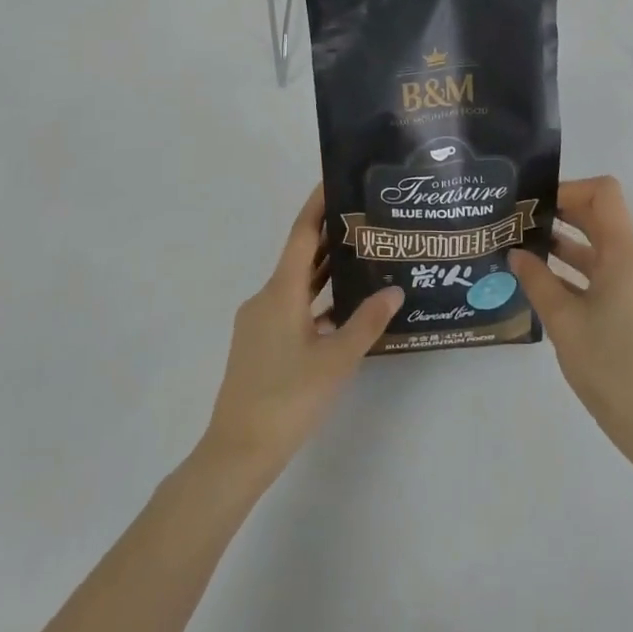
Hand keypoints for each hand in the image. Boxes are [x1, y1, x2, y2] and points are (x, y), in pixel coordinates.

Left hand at [200, 184, 402, 482]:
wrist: (238, 451)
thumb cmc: (288, 399)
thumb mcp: (336, 360)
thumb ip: (366, 322)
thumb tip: (395, 289)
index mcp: (281, 291)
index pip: (302, 234)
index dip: (318, 205)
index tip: (335, 180)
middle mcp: (266, 297)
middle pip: (300, 256)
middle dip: (329, 237)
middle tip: (365, 220)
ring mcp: (259, 321)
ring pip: (296, 284)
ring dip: (324, 271)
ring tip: (360, 258)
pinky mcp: (258, 343)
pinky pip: (291, 307)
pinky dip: (315, 300)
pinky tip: (340, 311)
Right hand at [508, 176, 632, 453]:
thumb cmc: (610, 367)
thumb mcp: (563, 322)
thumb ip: (537, 280)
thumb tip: (517, 253)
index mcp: (625, 256)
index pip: (604, 193)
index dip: (569, 189)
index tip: (536, 206)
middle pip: (602, 220)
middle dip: (561, 217)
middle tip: (521, 225)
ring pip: (604, 251)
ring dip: (568, 247)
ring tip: (527, 255)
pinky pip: (610, 277)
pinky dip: (582, 274)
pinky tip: (551, 289)